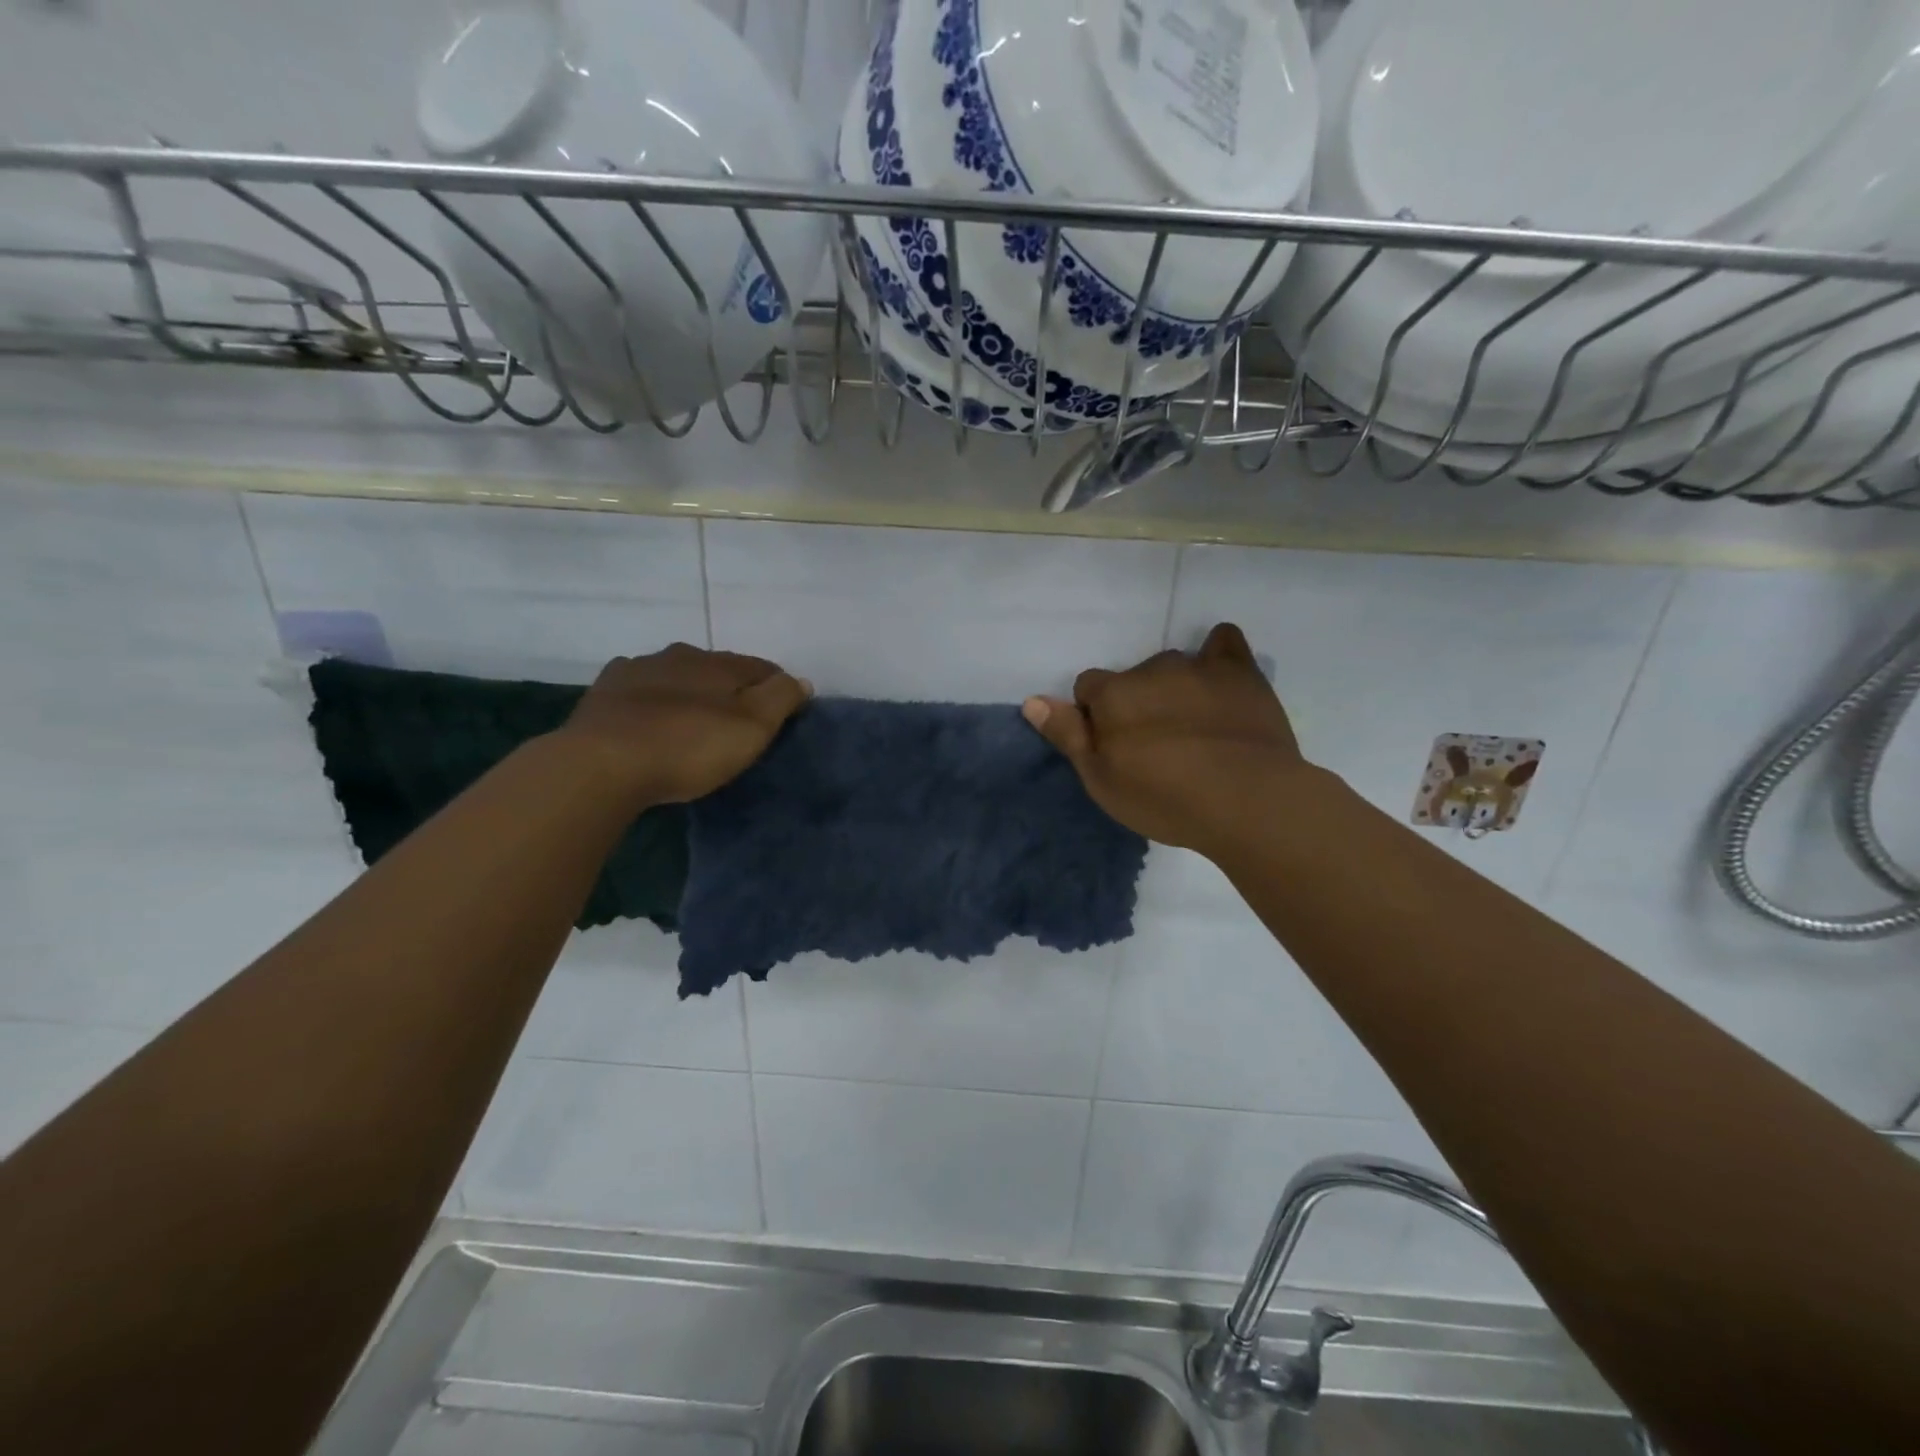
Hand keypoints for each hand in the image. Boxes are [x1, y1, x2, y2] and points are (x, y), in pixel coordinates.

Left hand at [555, 644, 811, 805]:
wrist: (601, 764)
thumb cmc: (688, 745)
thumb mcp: (753, 725)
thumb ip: (781, 697)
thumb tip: (800, 680)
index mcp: (718, 662)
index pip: (762, 667)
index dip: (778, 688)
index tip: (784, 713)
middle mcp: (679, 655)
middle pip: (718, 669)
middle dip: (732, 689)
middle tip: (738, 723)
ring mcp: (637, 670)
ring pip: (677, 676)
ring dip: (690, 692)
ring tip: (693, 723)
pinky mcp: (604, 693)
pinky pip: (640, 690)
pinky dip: (652, 700)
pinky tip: (649, 719)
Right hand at [1023, 623, 1311, 856]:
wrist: (1246, 799)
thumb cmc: (1164, 797)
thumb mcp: (1101, 780)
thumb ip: (1067, 735)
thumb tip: (1032, 700)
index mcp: (1112, 694)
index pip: (1088, 688)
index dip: (1096, 716)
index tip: (1114, 746)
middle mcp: (1150, 669)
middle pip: (1132, 678)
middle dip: (1137, 703)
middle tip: (1157, 746)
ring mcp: (1197, 666)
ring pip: (1173, 667)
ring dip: (1174, 688)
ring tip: (1194, 728)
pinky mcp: (1240, 671)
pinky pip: (1224, 643)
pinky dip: (1218, 655)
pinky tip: (1222, 678)